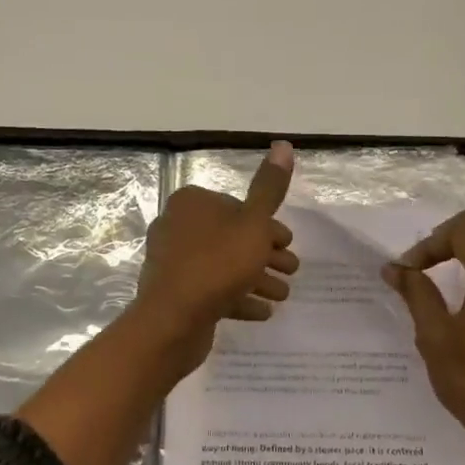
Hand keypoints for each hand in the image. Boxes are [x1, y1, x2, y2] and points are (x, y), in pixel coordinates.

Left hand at [130, 142, 300, 376]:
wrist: (172, 320)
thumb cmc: (217, 263)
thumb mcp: (253, 223)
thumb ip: (269, 188)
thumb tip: (283, 144)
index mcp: (191, 203)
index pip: (236, 207)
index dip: (266, 226)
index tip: (287, 244)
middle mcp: (176, 226)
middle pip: (231, 237)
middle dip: (264, 255)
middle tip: (291, 271)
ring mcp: (172, 262)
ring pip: (223, 265)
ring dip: (256, 279)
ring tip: (282, 296)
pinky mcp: (174, 293)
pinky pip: (211, 290)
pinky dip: (237, 298)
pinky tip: (262, 312)